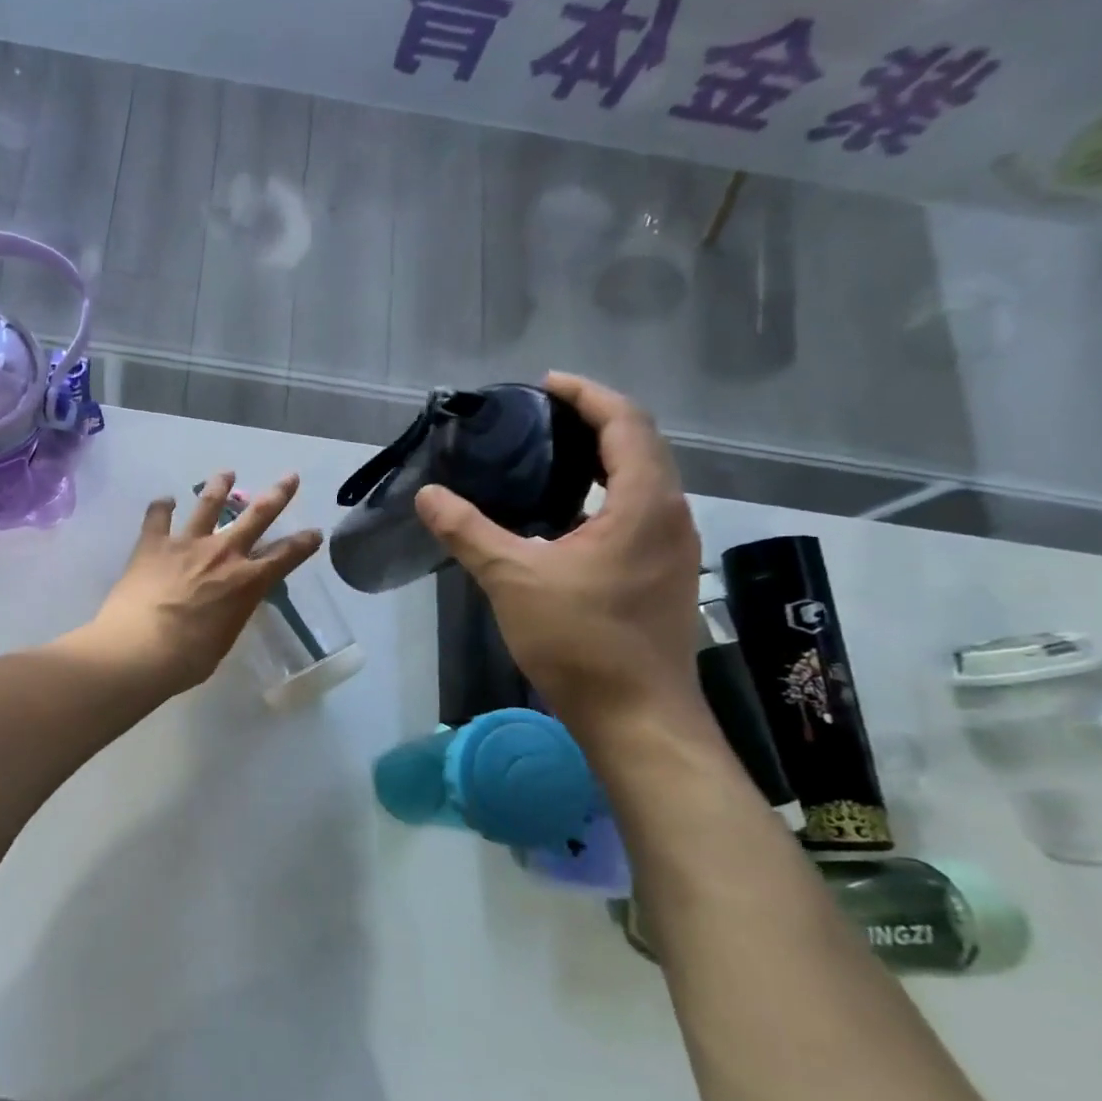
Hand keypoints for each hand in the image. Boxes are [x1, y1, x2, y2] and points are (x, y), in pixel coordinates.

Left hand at [88, 471, 323, 694]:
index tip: (314, 532)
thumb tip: (225, 606)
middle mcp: (222, 553)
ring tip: (226, 474)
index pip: (285, 557)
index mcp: (247, 582)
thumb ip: (230, 614)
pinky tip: (165, 500)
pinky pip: (158, 516)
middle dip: (278, 495)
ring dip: (220, 487)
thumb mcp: (223, 639)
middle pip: (257, 516)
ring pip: (208, 505)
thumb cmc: (187, 658)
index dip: (303, 544)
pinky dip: (162, 506)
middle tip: (290, 477)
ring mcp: (187, 543)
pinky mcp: (153, 543)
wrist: (139, 648)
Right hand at [415, 372, 702, 731]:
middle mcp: (670, 515)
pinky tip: (566, 515)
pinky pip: (639, 512)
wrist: (637, 716)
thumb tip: (427, 495)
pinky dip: (606, 494)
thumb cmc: (580, 641)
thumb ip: (468, 531)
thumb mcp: (513, 579)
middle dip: (595, 421)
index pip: (626, 423)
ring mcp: (674, 547)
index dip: (587, 395)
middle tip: (541, 417)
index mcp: (643, 503)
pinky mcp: (665, 575)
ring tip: (550, 456)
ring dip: (603, 458)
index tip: (545, 384)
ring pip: (643, 481)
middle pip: (640, 445)